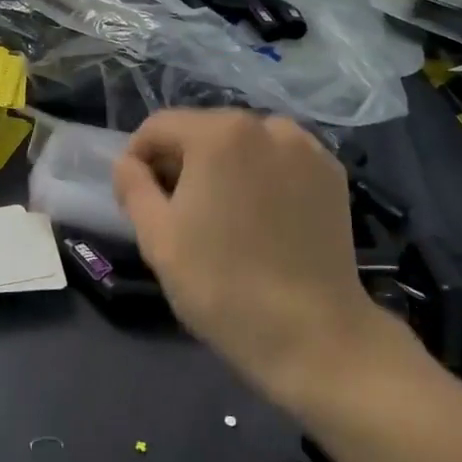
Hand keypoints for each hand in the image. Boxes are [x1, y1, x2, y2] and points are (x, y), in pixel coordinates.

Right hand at [112, 109, 418, 404]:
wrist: (313, 335)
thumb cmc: (222, 285)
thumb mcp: (157, 237)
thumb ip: (133, 186)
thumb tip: (128, 163)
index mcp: (219, 133)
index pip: (159, 127)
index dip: (137, 159)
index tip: (135, 199)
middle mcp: (267, 125)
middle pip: (204, 130)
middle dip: (182, 162)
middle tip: (175, 212)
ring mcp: (306, 149)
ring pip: (244, 144)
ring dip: (223, 168)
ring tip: (221, 217)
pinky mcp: (333, 175)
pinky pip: (280, 161)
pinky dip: (262, 177)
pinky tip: (261, 219)